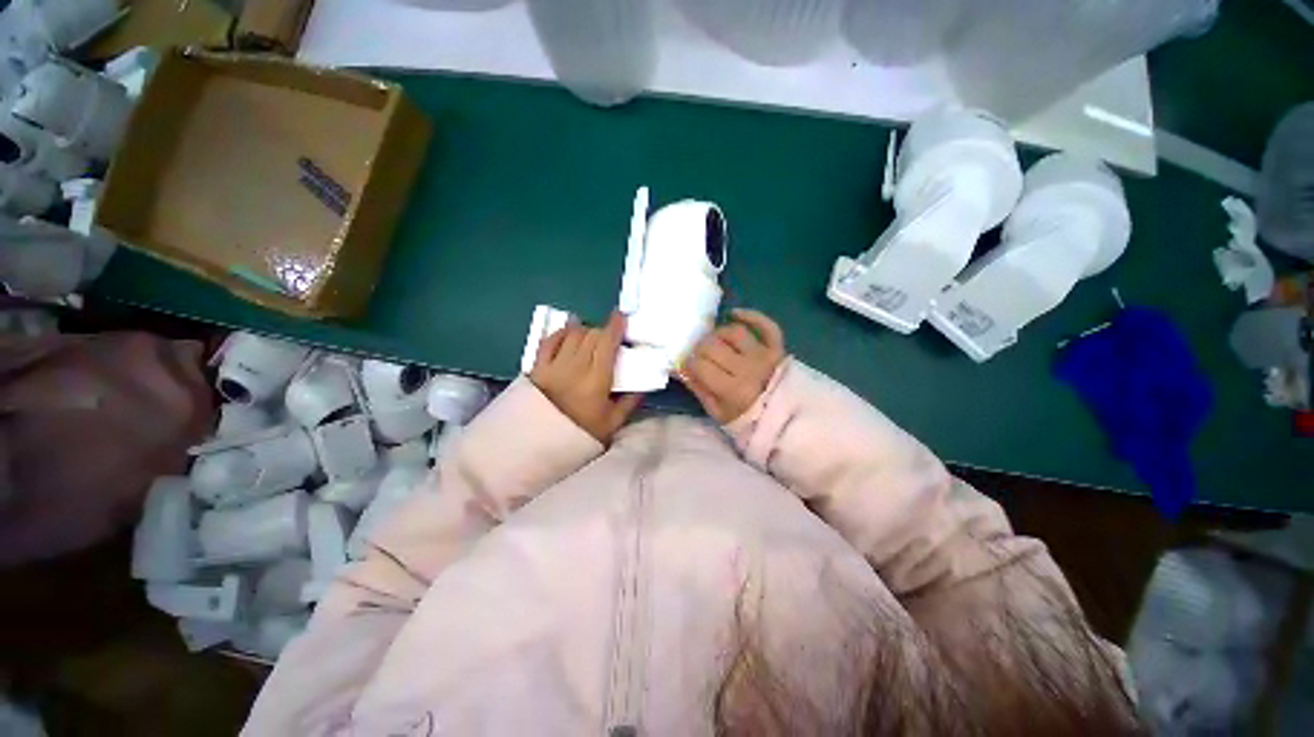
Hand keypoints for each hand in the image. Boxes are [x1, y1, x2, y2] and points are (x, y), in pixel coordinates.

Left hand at [530, 311, 643, 442]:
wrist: (537, 446)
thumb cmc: (579, 435)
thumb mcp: (612, 424)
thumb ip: (630, 402)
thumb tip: (644, 386)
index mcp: (596, 379)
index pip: (608, 343)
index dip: (616, 326)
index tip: (622, 316)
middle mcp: (575, 366)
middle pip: (592, 335)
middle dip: (603, 331)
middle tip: (609, 338)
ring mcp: (554, 364)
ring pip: (572, 334)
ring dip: (585, 330)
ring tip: (590, 336)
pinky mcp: (537, 367)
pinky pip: (549, 340)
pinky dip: (561, 333)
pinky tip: (568, 332)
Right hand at [678, 309, 785, 423]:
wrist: (784, 420)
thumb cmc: (746, 419)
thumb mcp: (717, 412)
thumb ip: (698, 389)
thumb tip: (679, 368)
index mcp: (732, 390)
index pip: (699, 365)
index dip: (688, 363)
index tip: (688, 366)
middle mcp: (748, 369)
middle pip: (713, 346)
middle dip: (699, 349)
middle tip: (699, 355)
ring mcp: (765, 355)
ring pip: (734, 332)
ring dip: (719, 334)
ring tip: (715, 342)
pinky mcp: (777, 347)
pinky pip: (766, 325)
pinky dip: (751, 316)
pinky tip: (733, 314)